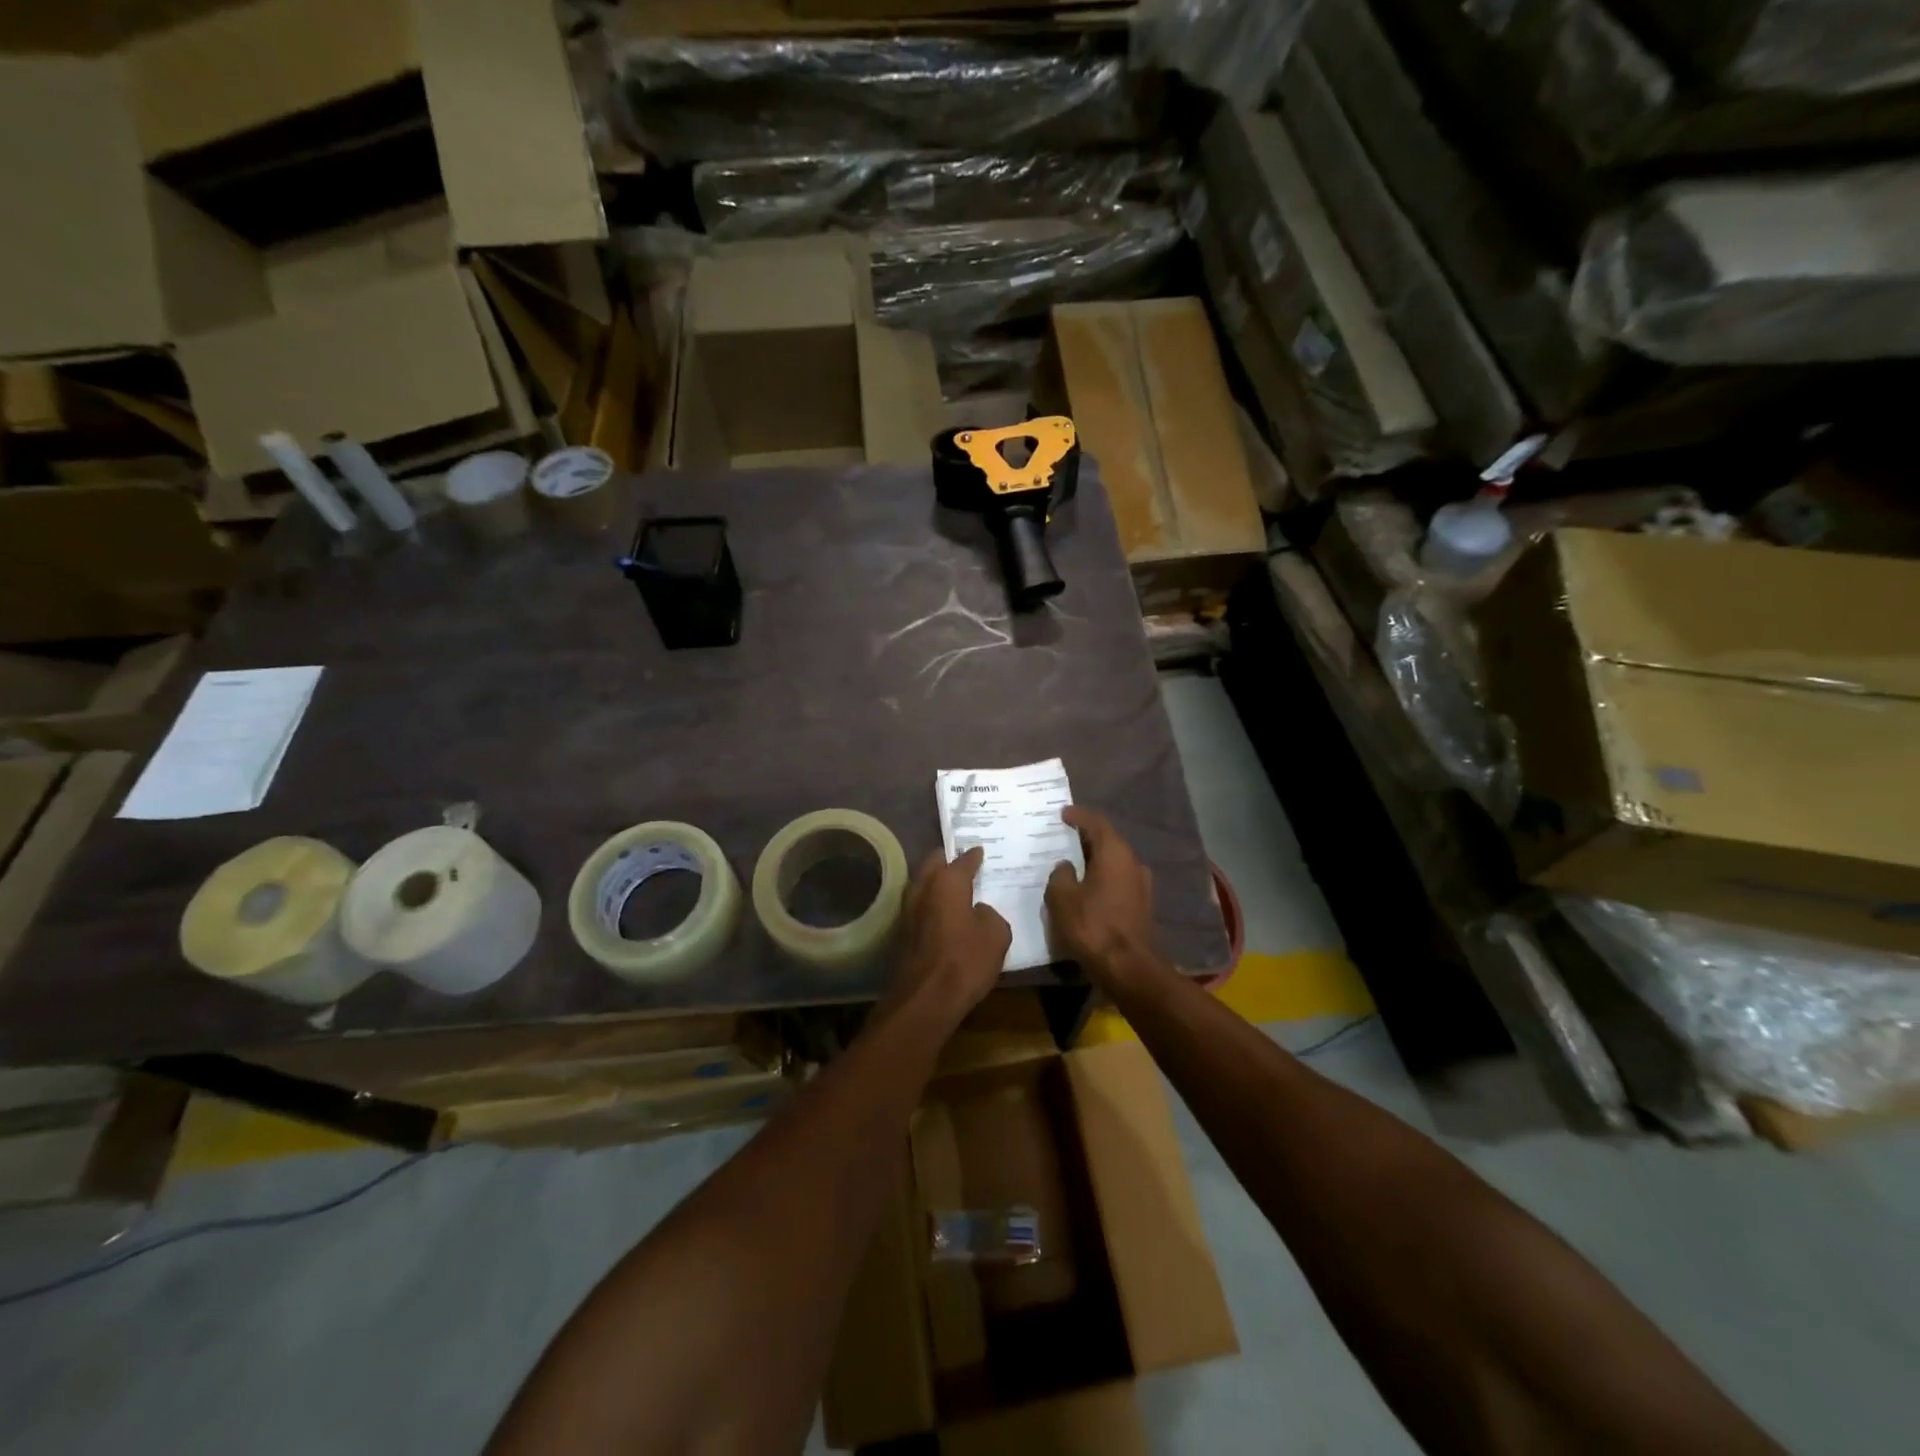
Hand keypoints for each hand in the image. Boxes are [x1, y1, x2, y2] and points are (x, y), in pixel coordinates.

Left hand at [889, 847, 1010, 1024]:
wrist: (926, 998)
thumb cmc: (966, 960)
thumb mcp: (996, 935)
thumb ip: (990, 915)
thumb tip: (978, 911)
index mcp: (947, 881)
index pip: (963, 859)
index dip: (974, 855)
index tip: (981, 850)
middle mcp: (923, 888)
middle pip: (934, 864)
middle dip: (947, 860)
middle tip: (963, 861)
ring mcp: (908, 910)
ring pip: (923, 884)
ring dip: (936, 881)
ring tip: (954, 884)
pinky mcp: (902, 931)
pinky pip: (921, 906)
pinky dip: (932, 902)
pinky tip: (944, 910)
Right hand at [1046, 807, 1164, 990]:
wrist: (1129, 967)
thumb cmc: (1093, 926)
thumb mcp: (1063, 898)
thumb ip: (1060, 875)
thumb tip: (1066, 866)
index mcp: (1114, 852)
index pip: (1096, 822)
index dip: (1078, 815)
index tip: (1063, 813)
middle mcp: (1132, 862)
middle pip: (1107, 840)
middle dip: (1085, 836)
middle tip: (1062, 835)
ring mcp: (1140, 884)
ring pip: (1113, 861)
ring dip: (1094, 858)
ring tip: (1071, 861)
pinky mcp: (1141, 903)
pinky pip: (1117, 879)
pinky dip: (1101, 876)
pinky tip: (1085, 886)